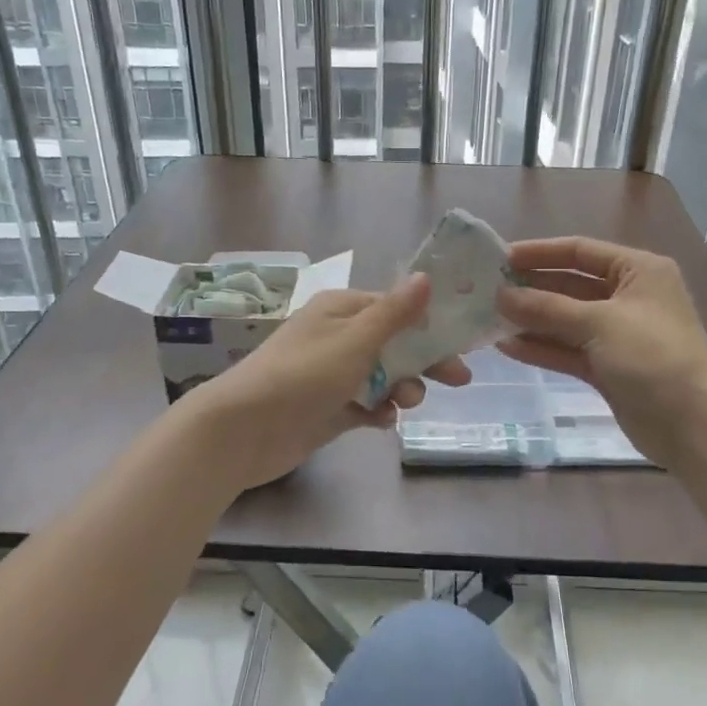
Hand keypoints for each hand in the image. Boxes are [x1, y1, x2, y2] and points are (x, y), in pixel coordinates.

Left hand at [179, 276, 471, 491]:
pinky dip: (378, 411)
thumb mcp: (356, 339)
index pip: (396, 309)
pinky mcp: (328, 408)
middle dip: (424, 361)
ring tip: (405, 403)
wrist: (245, 429)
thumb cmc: (304, 374)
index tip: (461, 342)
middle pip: (394, 344)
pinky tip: (382, 421)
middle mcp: (338, 337)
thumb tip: (425, 276)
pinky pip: (365, 405)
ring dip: (401, 388)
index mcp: (342, 310)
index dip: (429, 324)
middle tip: (460, 380)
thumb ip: (395, 312)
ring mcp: (332, 375)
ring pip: (382, 376)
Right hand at [496, 237, 706, 470]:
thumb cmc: (652, 356)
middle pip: (570, 285)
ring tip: (489, 319)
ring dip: (531, 320)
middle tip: (487, 291)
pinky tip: (507, 346)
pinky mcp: (607, 367)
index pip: (580, 251)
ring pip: (566, 320)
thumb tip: (501, 296)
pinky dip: (541, 348)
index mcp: (638, 271)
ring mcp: (617, 334)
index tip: (500, 259)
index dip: (540, 253)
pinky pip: (568, 350)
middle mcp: (628, 297)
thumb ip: (547, 308)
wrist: (691, 423)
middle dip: (531, 288)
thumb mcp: (599, 322)